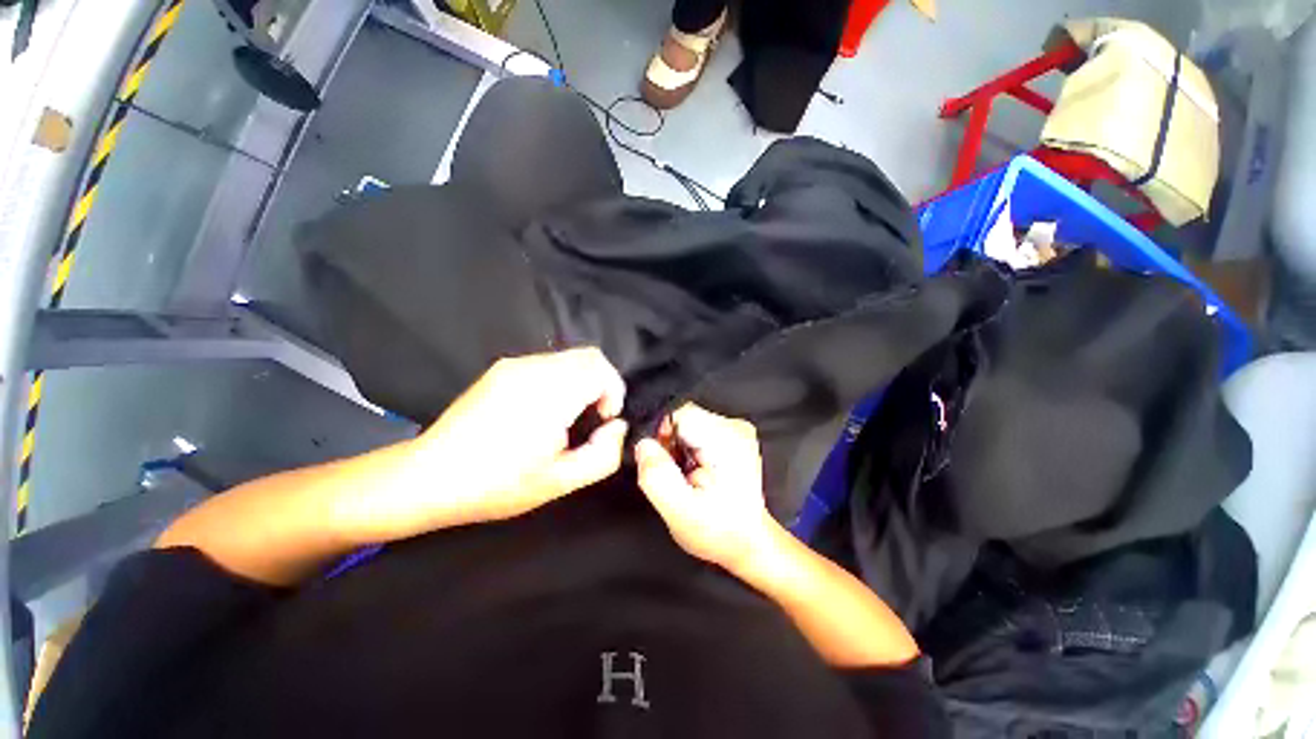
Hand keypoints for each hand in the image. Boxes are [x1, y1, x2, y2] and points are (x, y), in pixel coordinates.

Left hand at [362, 348, 628, 539]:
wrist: (429, 476)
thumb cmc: (497, 484)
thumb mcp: (559, 482)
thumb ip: (603, 455)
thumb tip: (617, 427)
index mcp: (548, 395)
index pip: (599, 368)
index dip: (614, 391)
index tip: (604, 419)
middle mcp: (532, 369)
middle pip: (589, 356)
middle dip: (603, 383)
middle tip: (593, 416)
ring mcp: (514, 365)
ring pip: (569, 357)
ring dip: (583, 380)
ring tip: (569, 415)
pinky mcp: (501, 368)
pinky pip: (548, 362)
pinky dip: (562, 378)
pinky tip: (546, 408)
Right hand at [635, 404, 776, 571]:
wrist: (749, 542)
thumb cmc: (719, 531)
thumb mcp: (679, 511)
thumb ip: (657, 475)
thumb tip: (642, 444)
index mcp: (726, 439)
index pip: (678, 413)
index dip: (661, 434)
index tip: (665, 463)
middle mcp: (734, 426)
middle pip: (683, 417)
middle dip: (670, 443)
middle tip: (677, 475)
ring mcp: (736, 430)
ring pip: (688, 424)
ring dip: (679, 447)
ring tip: (688, 476)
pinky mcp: (733, 437)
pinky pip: (697, 431)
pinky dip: (689, 449)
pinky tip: (696, 472)